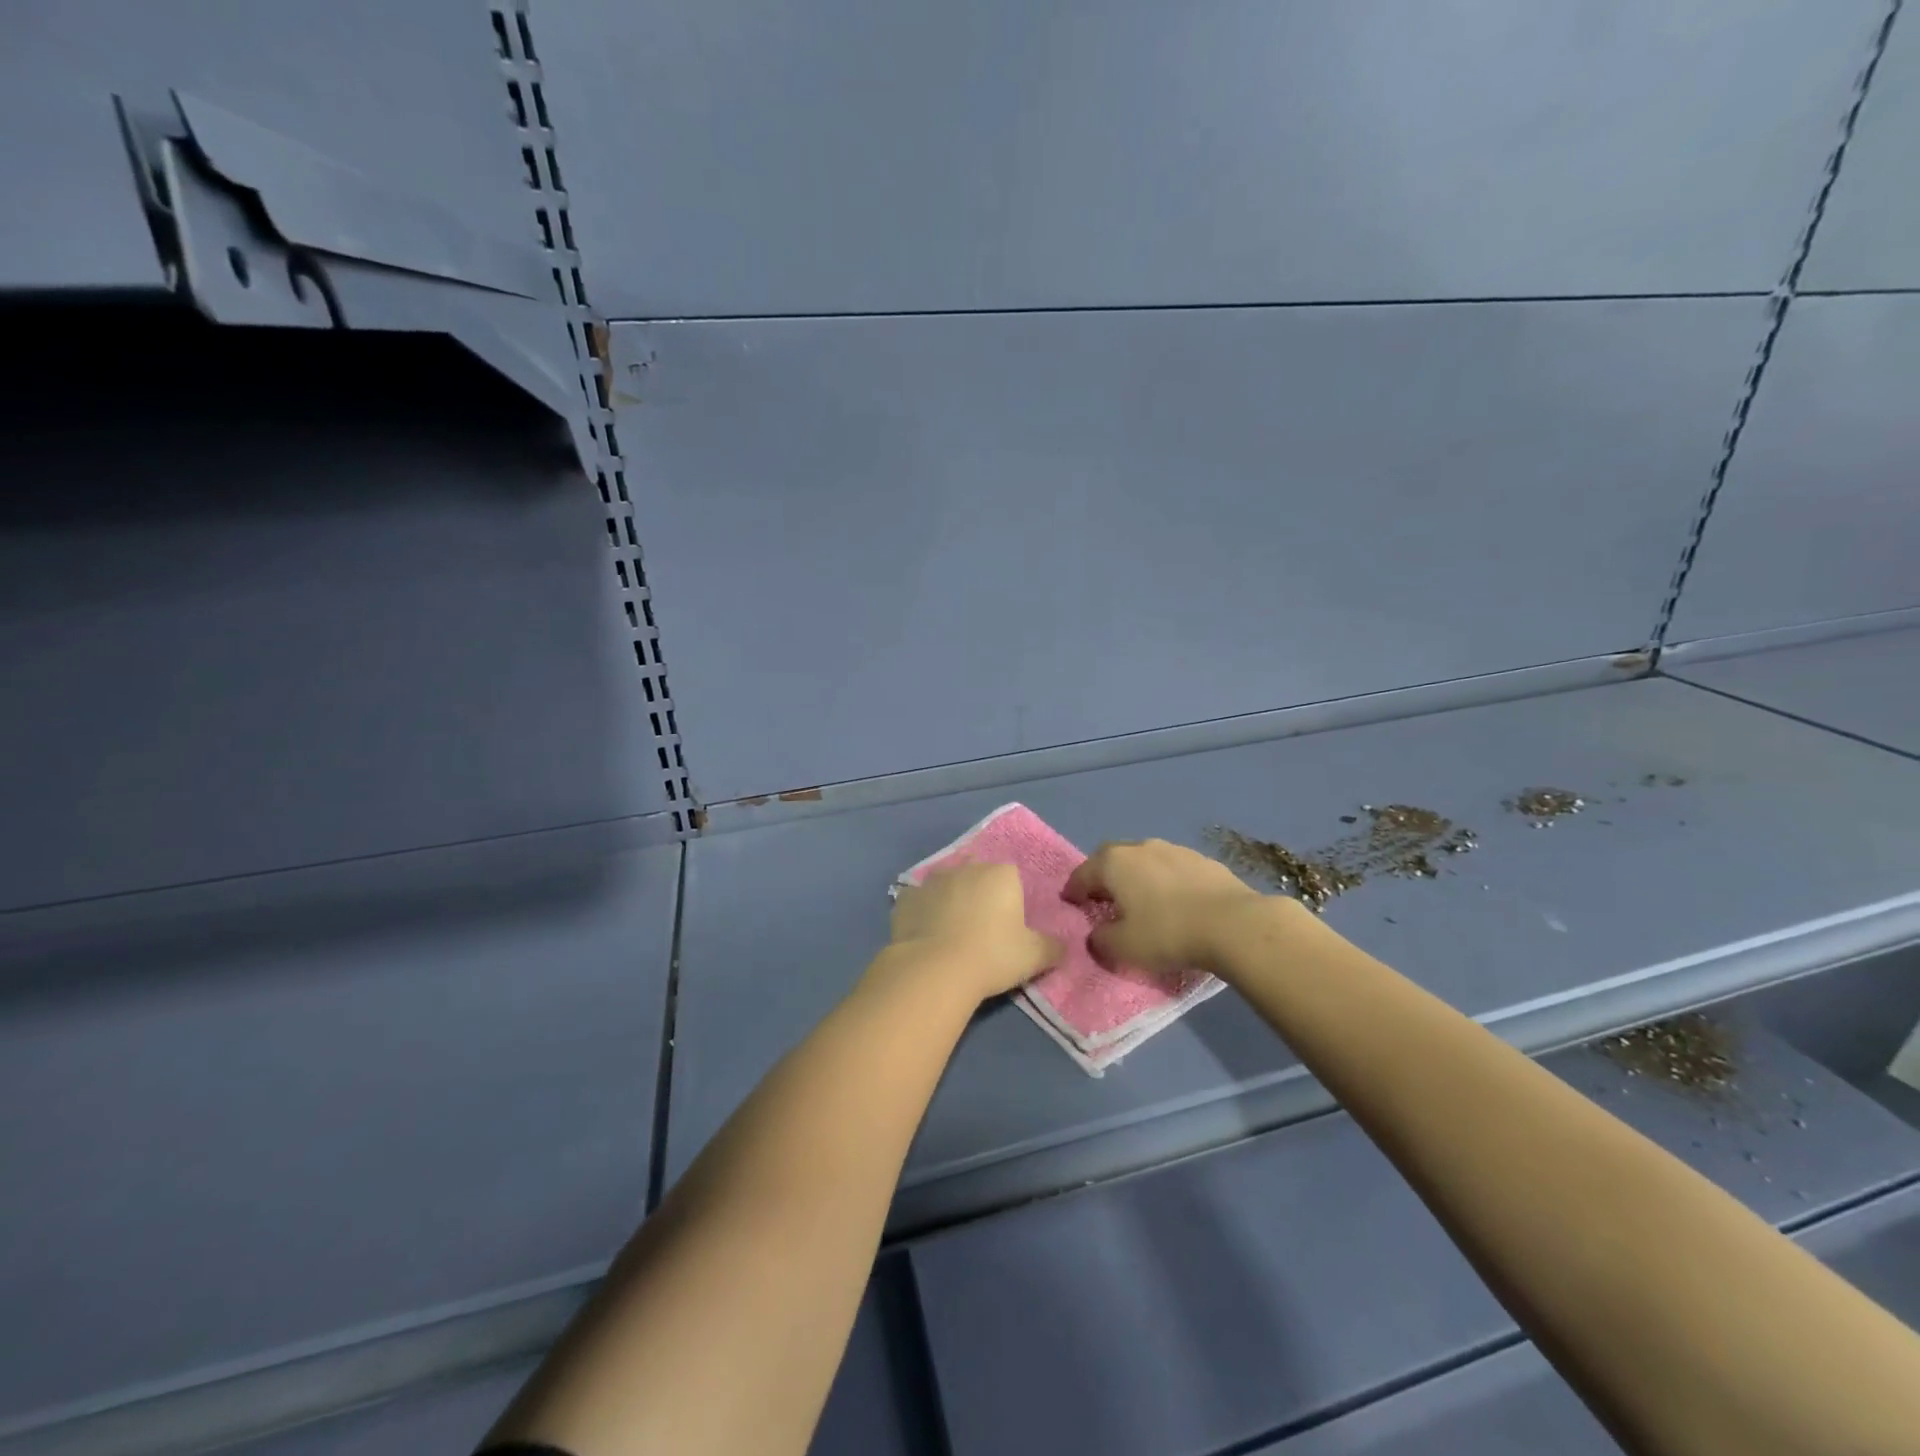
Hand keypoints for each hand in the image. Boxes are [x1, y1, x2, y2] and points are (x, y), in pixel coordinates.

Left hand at [882, 863, 1062, 1001]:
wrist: (935, 970)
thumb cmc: (992, 956)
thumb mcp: (1034, 957)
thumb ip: (1053, 947)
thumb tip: (1062, 946)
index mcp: (1001, 874)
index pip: (1011, 878)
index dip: (1011, 901)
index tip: (1009, 928)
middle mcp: (966, 867)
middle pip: (977, 876)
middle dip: (980, 896)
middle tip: (982, 931)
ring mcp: (931, 880)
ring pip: (947, 886)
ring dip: (950, 902)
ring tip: (951, 935)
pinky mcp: (905, 898)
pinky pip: (919, 903)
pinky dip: (923, 915)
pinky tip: (926, 937)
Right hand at [1063, 838, 1263, 974]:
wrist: (1233, 924)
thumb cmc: (1167, 933)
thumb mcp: (1123, 948)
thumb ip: (1101, 940)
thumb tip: (1096, 935)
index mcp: (1114, 863)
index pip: (1083, 874)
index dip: (1073, 890)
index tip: (1069, 902)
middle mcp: (1140, 848)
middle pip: (1111, 858)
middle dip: (1102, 876)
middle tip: (1101, 897)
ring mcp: (1174, 850)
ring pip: (1144, 860)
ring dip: (1136, 876)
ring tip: (1139, 899)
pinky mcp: (1203, 860)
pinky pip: (1172, 869)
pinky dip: (1164, 881)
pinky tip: (1173, 901)